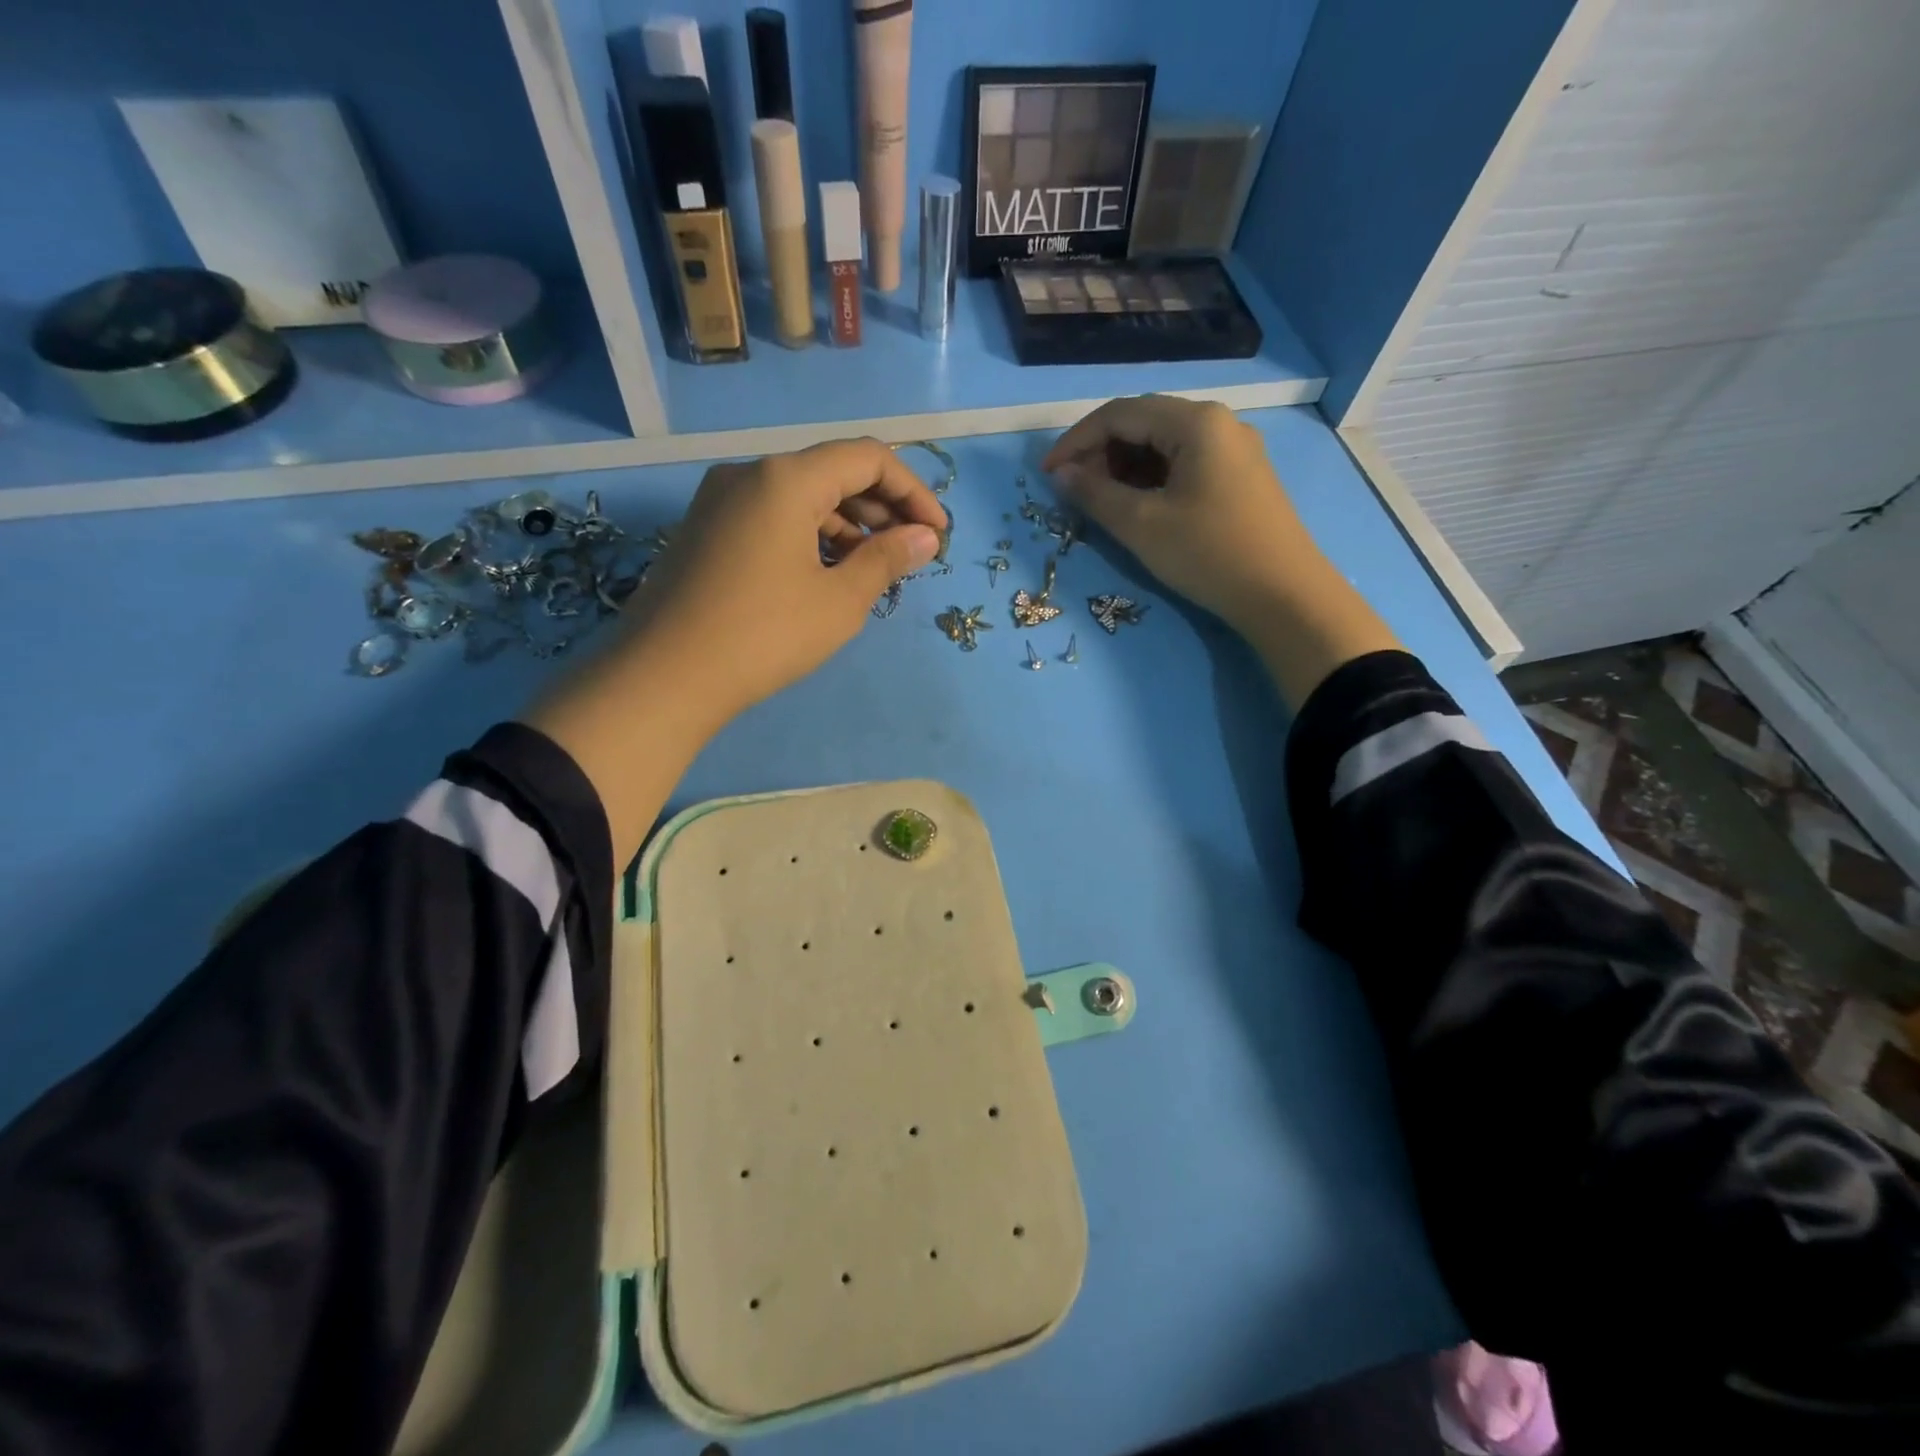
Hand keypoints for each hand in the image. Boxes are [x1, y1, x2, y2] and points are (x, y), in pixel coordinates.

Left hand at [526, 438, 945, 864]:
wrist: (663, 678)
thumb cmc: (764, 635)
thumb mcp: (839, 601)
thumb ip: (887, 560)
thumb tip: (924, 538)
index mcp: (786, 478)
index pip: (868, 458)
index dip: (913, 491)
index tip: (937, 535)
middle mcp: (750, 473)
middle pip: (833, 472)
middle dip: (882, 508)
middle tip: (912, 552)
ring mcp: (720, 500)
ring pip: (801, 496)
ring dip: (847, 525)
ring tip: (875, 569)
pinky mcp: (705, 530)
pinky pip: (772, 517)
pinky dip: (810, 536)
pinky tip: (827, 574)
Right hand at [1042, 395, 1317, 636]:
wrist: (1283, 595)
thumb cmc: (1208, 554)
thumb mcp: (1141, 525)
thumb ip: (1095, 494)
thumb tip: (1062, 474)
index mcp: (1195, 421)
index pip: (1119, 414)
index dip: (1076, 441)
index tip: (1047, 475)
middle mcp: (1218, 421)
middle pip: (1143, 422)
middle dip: (1101, 452)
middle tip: (1075, 491)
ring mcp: (1234, 448)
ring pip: (1164, 443)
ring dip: (1125, 466)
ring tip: (1102, 502)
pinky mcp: (1241, 475)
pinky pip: (1185, 462)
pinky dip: (1152, 478)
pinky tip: (1139, 505)